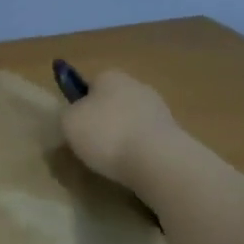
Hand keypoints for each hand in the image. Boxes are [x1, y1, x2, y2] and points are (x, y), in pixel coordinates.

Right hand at [61, 71, 182, 188]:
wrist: (158, 161)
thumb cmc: (106, 134)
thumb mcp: (68, 122)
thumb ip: (68, 115)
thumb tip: (75, 117)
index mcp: (110, 76)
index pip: (90, 84)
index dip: (81, 104)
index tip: (76, 126)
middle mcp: (136, 85)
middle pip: (113, 102)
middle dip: (104, 120)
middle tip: (91, 145)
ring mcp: (159, 109)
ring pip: (132, 122)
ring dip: (123, 137)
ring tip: (112, 162)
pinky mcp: (175, 134)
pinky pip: (147, 140)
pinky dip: (140, 152)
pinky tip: (133, 168)